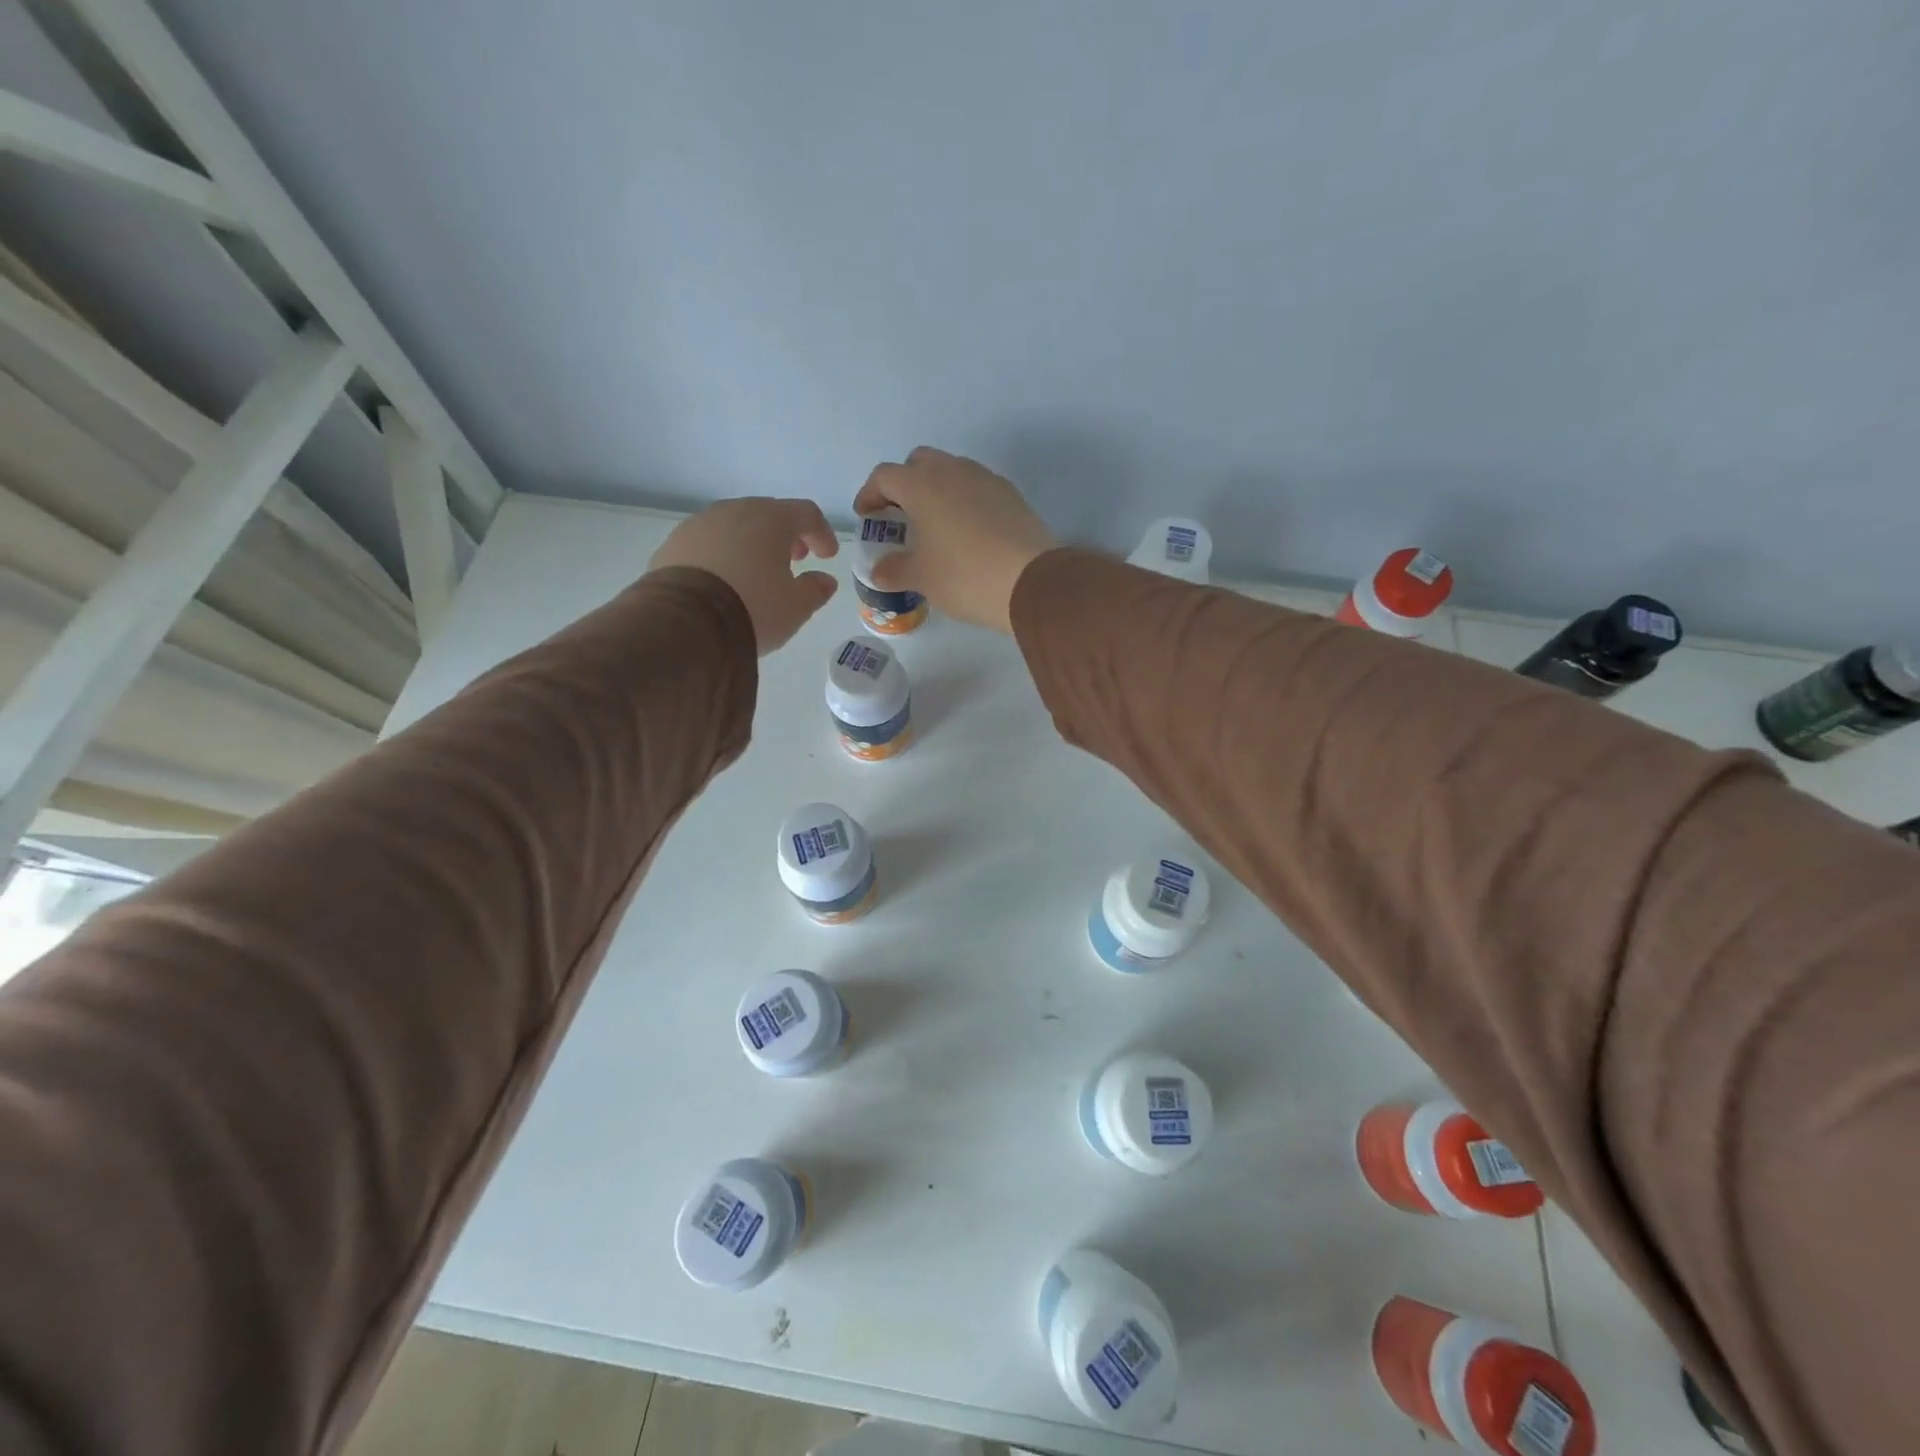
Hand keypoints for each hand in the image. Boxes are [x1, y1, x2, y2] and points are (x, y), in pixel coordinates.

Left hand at [649, 497, 838, 654]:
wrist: (684, 622)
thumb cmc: (753, 608)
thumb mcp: (795, 607)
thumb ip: (815, 590)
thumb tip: (824, 580)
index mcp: (771, 519)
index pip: (806, 513)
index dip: (822, 533)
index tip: (827, 557)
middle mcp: (734, 511)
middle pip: (768, 514)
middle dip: (785, 536)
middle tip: (794, 560)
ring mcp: (699, 524)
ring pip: (735, 526)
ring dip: (751, 543)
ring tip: (756, 572)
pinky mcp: (673, 543)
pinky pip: (708, 542)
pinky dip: (722, 555)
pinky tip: (723, 581)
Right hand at [852, 447, 1055, 633]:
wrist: (1031, 582)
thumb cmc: (964, 576)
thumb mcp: (921, 578)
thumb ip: (894, 570)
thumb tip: (879, 570)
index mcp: (922, 485)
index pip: (884, 476)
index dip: (870, 495)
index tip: (868, 518)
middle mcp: (953, 471)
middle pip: (919, 463)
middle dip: (905, 484)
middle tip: (901, 517)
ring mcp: (986, 479)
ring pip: (951, 471)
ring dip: (936, 491)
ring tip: (934, 526)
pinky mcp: (1011, 494)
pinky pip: (977, 488)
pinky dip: (964, 501)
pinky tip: (967, 533)